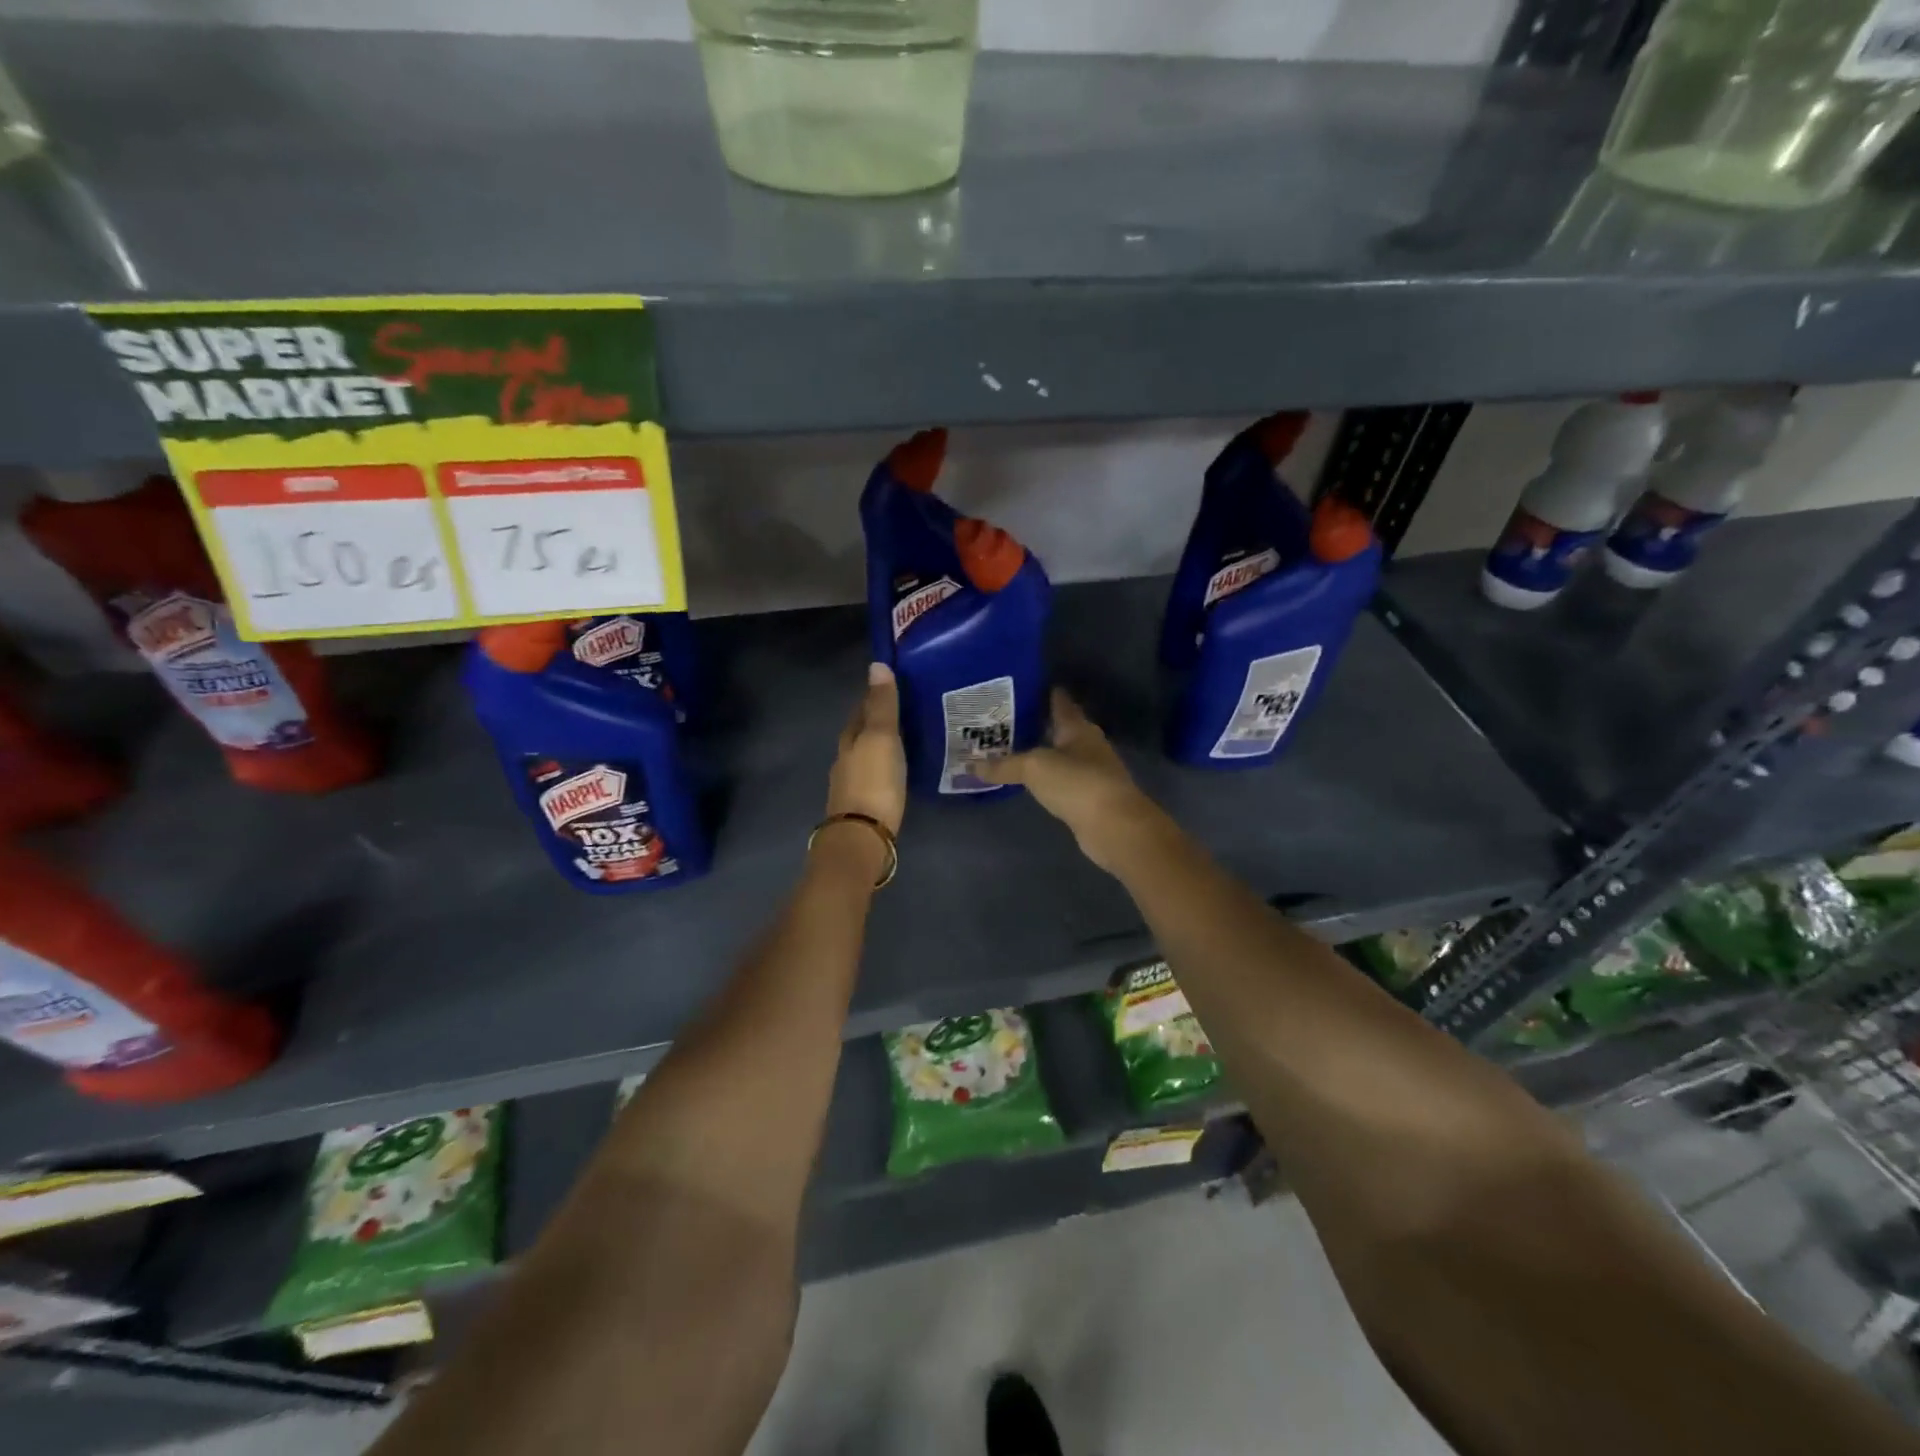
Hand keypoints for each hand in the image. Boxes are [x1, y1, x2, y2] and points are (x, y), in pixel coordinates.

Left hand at [826, 662, 906, 836]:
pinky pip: (875, 776)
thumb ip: (881, 705)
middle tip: (906, 711)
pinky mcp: (862, 806)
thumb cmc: (874, 782)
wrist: (863, 837)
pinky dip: (885, 767)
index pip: (861, 708)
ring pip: (867, 755)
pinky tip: (898, 770)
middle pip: (861, 732)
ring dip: (882, 746)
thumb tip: (876, 665)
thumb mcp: (881, 738)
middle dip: (878, 721)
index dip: (875, 696)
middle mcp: (845, 758)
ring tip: (907, 739)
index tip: (895, 684)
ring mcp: (851, 784)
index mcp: (849, 738)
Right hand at [979, 690, 1163, 872]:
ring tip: (1008, 748)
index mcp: (1077, 727)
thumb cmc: (1076, 783)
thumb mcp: (1034, 768)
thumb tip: (970, 765)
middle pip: (1058, 728)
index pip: (1059, 701)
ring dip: (1039, 752)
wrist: (1114, 826)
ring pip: (1060, 755)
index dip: (1040, 692)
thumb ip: (1003, 765)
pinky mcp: (1089, 797)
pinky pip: (1061, 780)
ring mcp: (1091, 771)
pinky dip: (1045, 777)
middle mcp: (1087, 744)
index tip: (1016, 687)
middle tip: (1002, 720)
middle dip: (1034, 723)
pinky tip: (1028, 780)